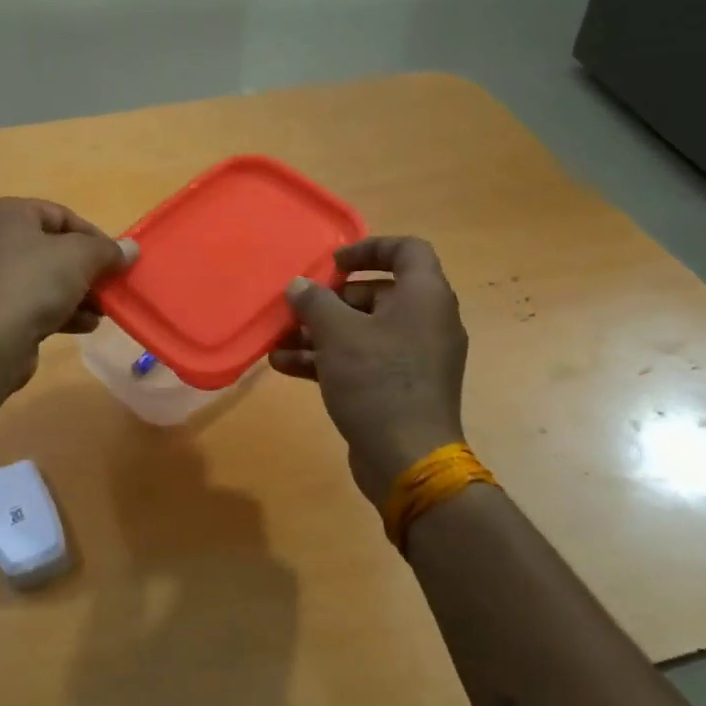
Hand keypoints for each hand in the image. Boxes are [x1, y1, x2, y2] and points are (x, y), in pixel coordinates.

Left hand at [0, 198, 136, 388]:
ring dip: (74, 293)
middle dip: (84, 269)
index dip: (93, 236)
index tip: (115, 259)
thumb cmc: (33, 284)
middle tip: (108, 286)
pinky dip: (53, 309)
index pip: (59, 214)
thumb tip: (130, 249)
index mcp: (4, 214)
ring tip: (100, 311)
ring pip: (39, 278)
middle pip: (49, 248)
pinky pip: (25, 302)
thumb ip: (108, 250)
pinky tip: (82, 326)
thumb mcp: (80, 257)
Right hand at [270, 236, 468, 505]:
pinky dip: (329, 359)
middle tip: (298, 306)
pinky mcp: (399, 387)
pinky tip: (284, 365)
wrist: (407, 458)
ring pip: (364, 331)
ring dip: (321, 332)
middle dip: (331, 300)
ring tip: (279, 339)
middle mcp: (426, 322)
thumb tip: (299, 286)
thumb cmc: (377, 381)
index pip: (407, 251)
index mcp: (425, 297)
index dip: (369, 248)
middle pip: (377, 293)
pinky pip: (363, 361)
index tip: (333, 263)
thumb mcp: (338, 334)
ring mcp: (414, 358)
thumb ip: (315, 302)